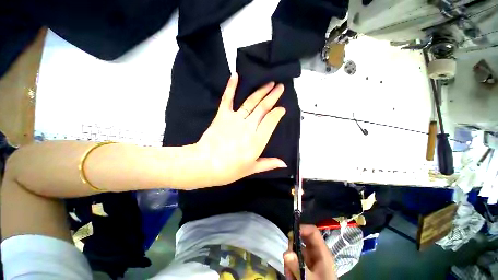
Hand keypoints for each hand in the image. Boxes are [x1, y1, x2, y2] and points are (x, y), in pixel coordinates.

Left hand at [188, 74, 286, 187]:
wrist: (205, 165)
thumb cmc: (230, 170)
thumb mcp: (251, 169)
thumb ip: (268, 164)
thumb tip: (284, 163)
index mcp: (257, 140)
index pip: (271, 121)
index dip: (278, 113)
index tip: (282, 109)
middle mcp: (249, 126)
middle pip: (263, 108)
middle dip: (273, 96)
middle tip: (281, 87)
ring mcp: (235, 119)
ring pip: (251, 102)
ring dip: (261, 91)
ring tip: (270, 83)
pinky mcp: (222, 115)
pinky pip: (227, 99)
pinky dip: (231, 87)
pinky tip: (235, 75)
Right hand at [284, 225, 336, 279]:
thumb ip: (298, 267)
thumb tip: (286, 253)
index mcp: (322, 253)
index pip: (312, 231)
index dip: (301, 228)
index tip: (289, 234)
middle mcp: (317, 254)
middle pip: (302, 240)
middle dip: (292, 248)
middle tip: (287, 259)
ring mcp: (311, 261)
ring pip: (297, 251)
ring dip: (290, 261)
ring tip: (290, 275)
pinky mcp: (306, 268)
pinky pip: (295, 261)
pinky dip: (291, 268)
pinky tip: (291, 277)